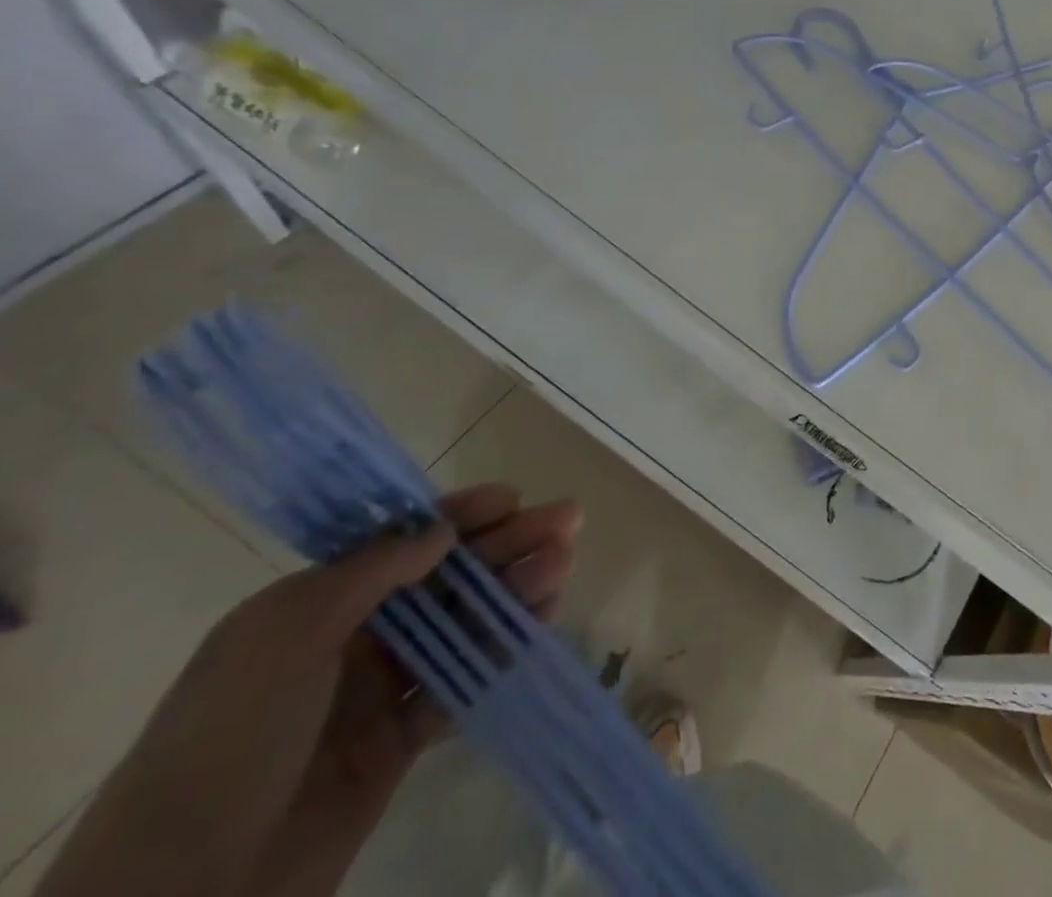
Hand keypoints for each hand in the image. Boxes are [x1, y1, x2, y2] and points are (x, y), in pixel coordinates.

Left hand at [37, 485, 581, 896]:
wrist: (180, 896)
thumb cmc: (228, 741)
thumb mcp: (285, 634)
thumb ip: (370, 571)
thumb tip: (442, 531)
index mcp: (312, 607)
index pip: (399, 543)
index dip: (458, 516)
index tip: (512, 499)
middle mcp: (347, 641)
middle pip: (444, 580)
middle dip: (505, 547)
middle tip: (567, 523)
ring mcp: (373, 695)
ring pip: (461, 627)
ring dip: (513, 593)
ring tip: (562, 570)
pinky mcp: (396, 745)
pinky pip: (459, 685)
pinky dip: (501, 653)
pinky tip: (539, 626)